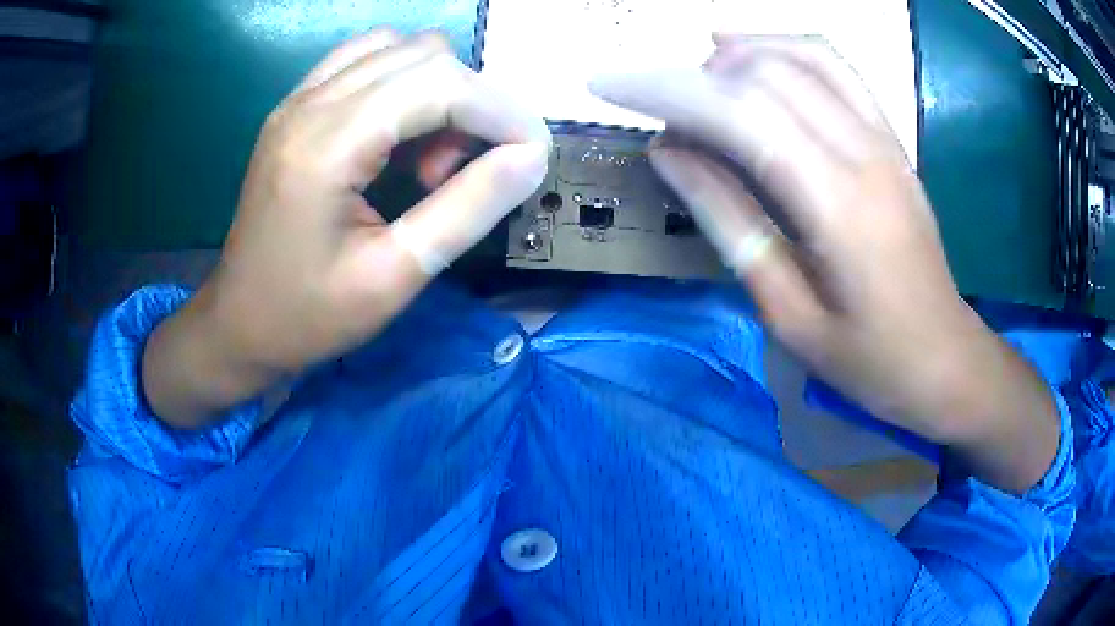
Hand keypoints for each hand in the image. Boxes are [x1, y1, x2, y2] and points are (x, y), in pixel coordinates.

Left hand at [143, 29, 549, 427]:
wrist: (237, 323)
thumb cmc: (307, 316)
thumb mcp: (395, 277)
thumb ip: (468, 209)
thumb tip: (531, 157)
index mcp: (325, 146)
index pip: (438, 83)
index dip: (500, 110)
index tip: (533, 153)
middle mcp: (309, 103)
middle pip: (424, 55)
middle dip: (470, 103)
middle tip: (462, 172)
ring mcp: (298, 98)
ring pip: (398, 48)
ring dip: (437, 88)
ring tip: (426, 156)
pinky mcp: (297, 106)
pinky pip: (366, 59)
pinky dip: (403, 82)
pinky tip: (398, 132)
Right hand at [591, 36, 1058, 491]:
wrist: (944, 359)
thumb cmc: (868, 359)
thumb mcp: (788, 313)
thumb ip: (730, 222)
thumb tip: (670, 154)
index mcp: (837, 207)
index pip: (740, 115)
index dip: (667, 91)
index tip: (610, 85)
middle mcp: (863, 153)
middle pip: (765, 76)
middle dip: (691, 75)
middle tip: (652, 104)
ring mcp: (883, 139)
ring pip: (801, 56)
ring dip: (737, 53)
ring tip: (694, 74)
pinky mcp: (891, 139)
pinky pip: (837, 68)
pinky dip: (786, 47)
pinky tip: (751, 55)